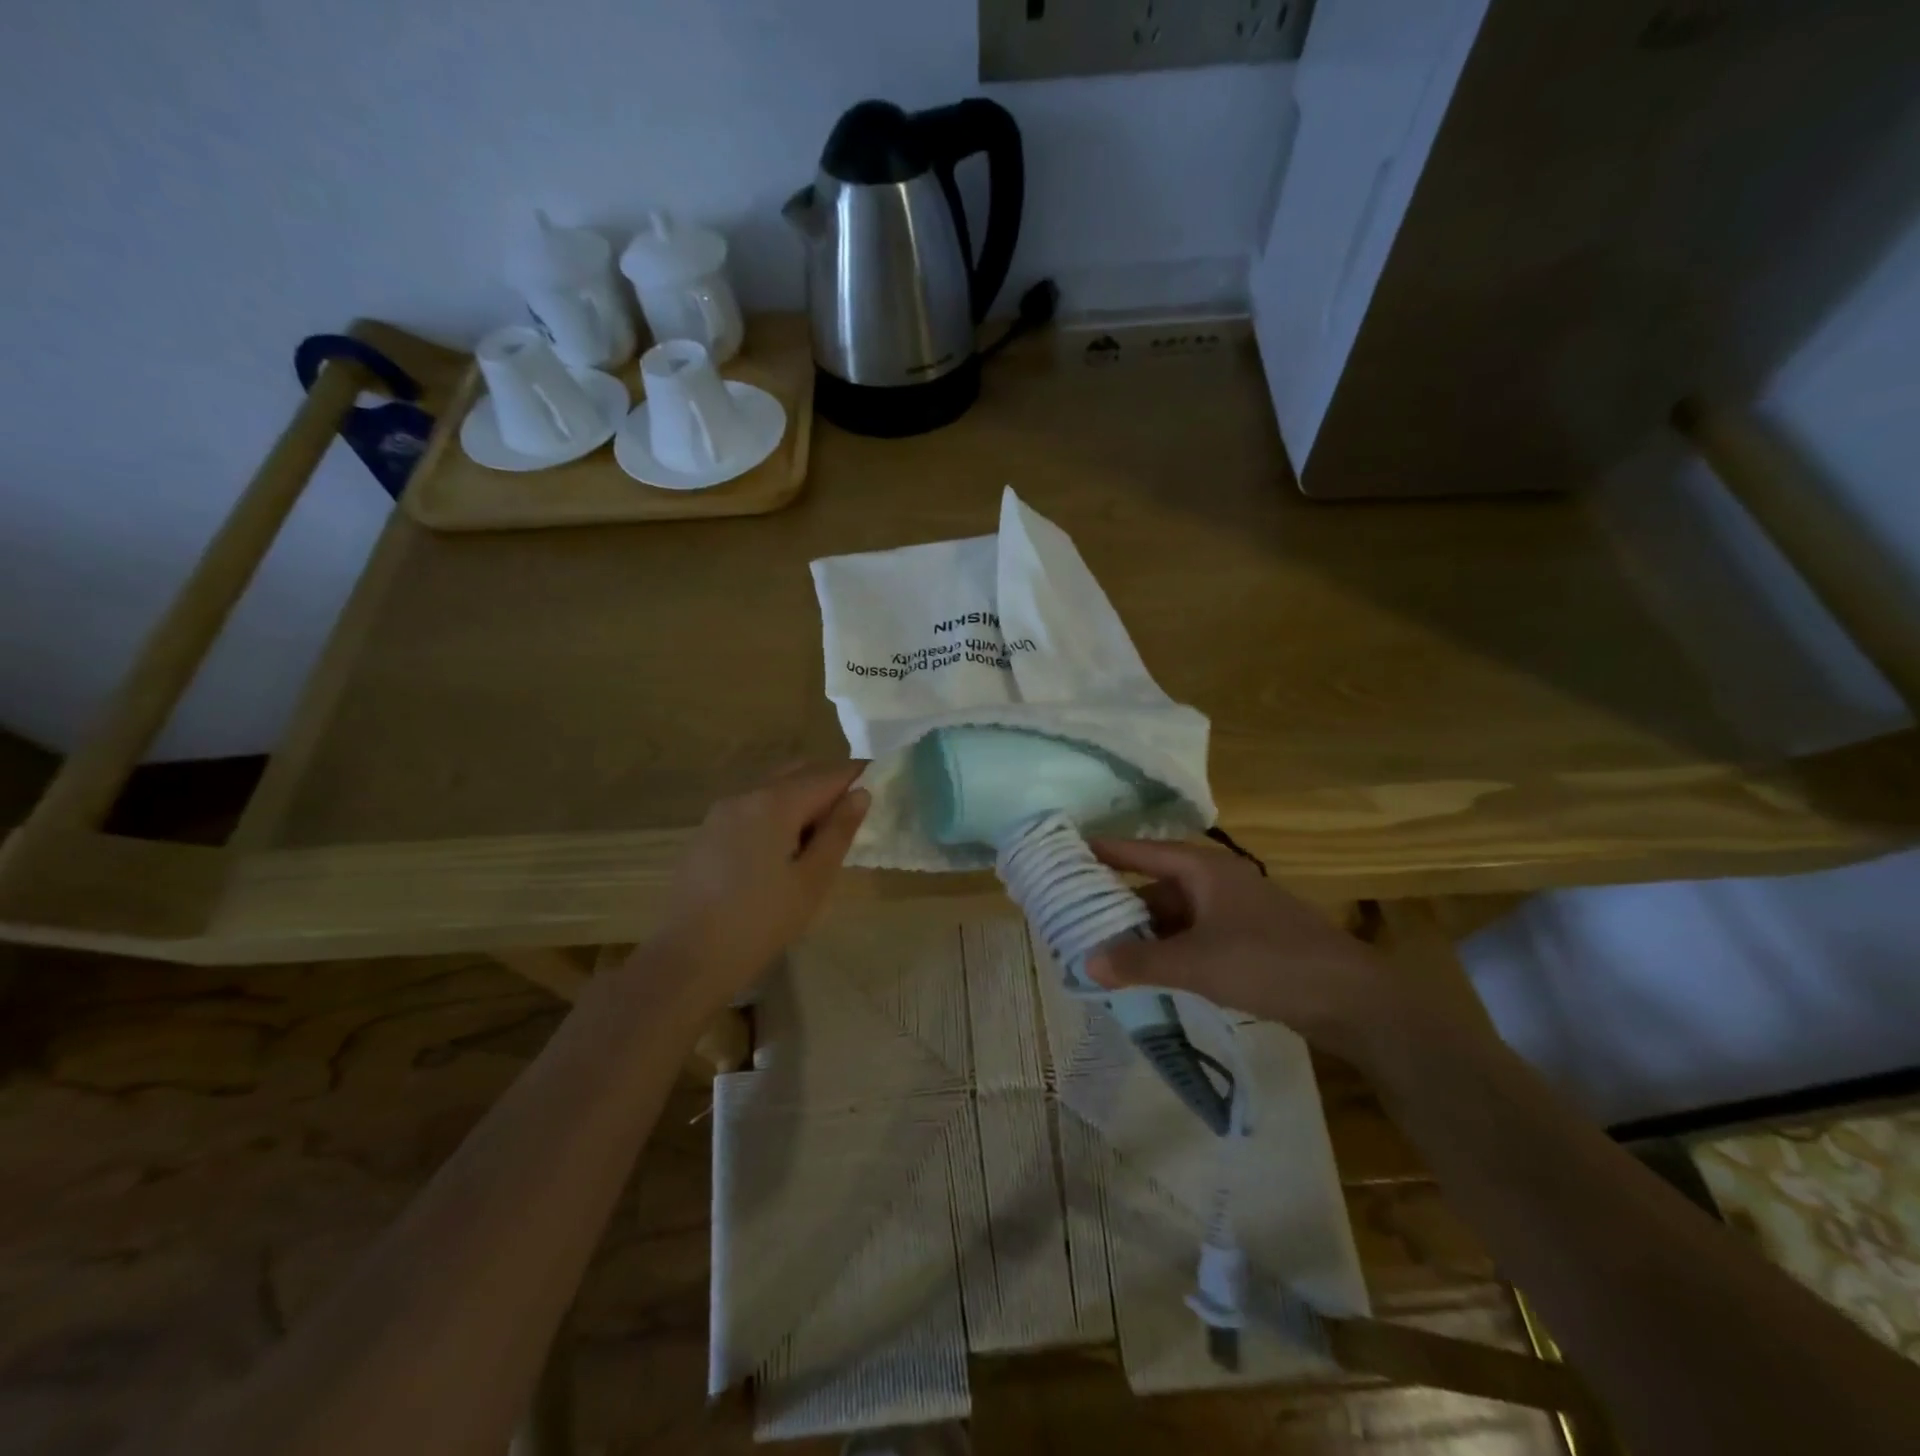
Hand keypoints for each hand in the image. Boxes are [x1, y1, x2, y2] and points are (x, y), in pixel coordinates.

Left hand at [649, 762, 869, 1012]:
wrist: (688, 958)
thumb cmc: (761, 921)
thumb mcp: (813, 880)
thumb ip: (838, 832)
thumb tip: (860, 794)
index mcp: (775, 802)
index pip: (827, 775)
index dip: (857, 776)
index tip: (882, 783)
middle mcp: (746, 795)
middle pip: (797, 772)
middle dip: (829, 783)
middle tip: (855, 812)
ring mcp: (722, 811)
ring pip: (773, 787)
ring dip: (802, 797)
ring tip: (823, 835)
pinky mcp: (708, 832)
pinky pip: (753, 806)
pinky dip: (778, 812)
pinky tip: (785, 848)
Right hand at [1084, 838, 1395, 1052]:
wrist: (1351, 998)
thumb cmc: (1269, 962)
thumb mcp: (1196, 963)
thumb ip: (1139, 961)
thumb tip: (1086, 963)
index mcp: (1202, 868)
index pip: (1138, 850)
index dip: (1101, 852)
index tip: (1063, 856)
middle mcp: (1214, 880)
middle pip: (1152, 883)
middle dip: (1115, 901)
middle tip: (1073, 915)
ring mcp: (1231, 910)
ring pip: (1172, 913)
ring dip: (1141, 930)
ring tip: (1100, 947)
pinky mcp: (1243, 939)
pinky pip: (1190, 935)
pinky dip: (1166, 948)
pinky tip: (1145, 968)